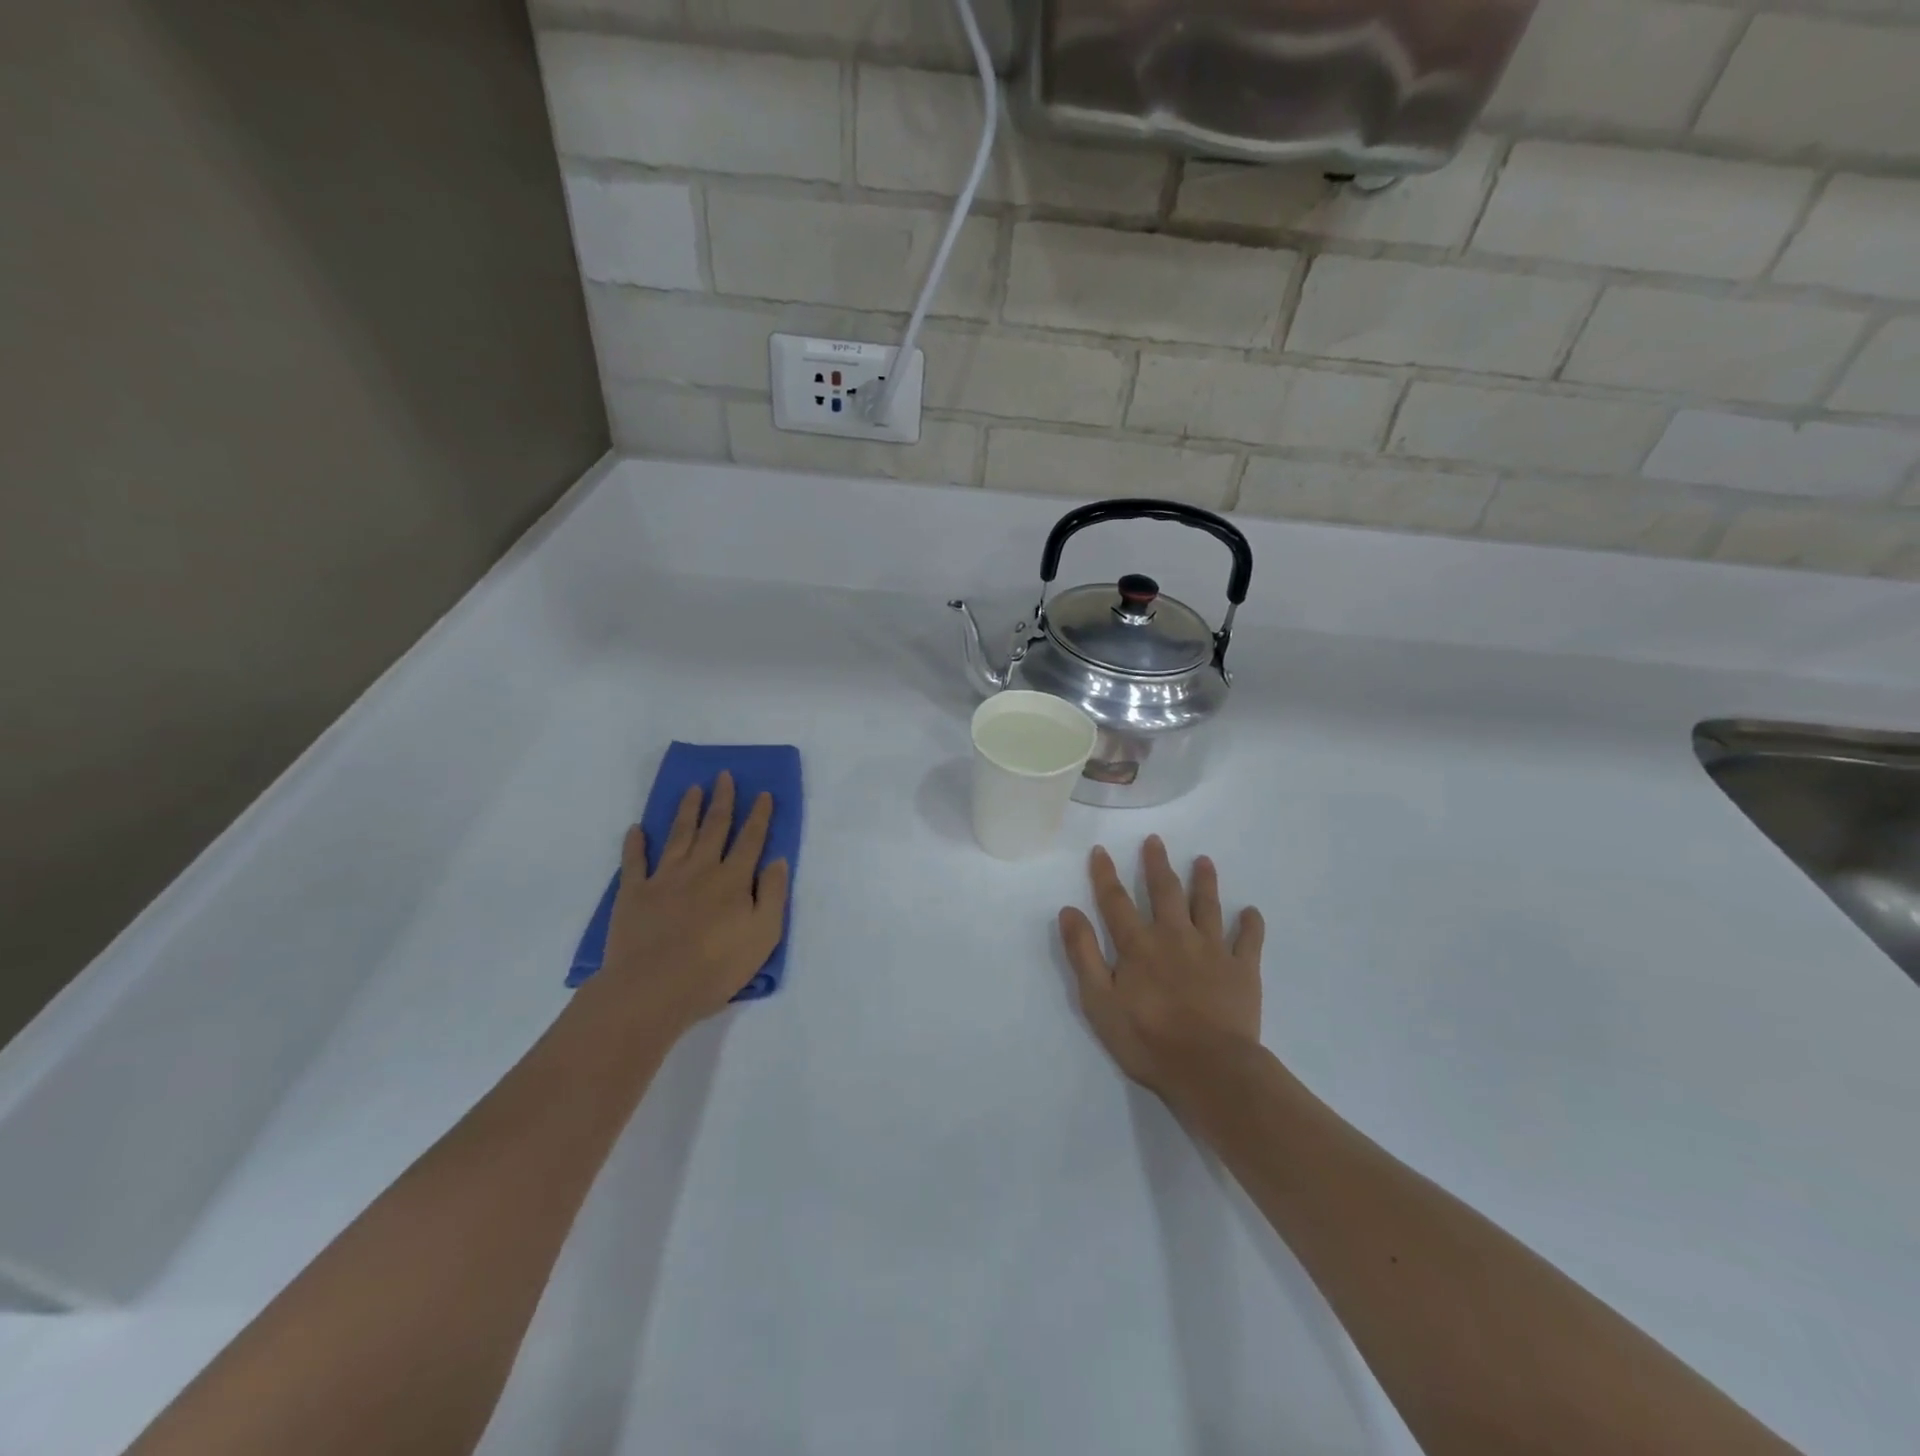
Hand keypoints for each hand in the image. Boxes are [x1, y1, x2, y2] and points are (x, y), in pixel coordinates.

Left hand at [599, 773, 789, 1031]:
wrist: (653, 989)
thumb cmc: (716, 967)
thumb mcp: (764, 935)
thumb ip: (773, 894)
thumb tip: (778, 859)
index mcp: (733, 879)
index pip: (751, 839)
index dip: (759, 815)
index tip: (764, 793)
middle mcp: (700, 869)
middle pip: (714, 827)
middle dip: (722, 800)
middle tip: (724, 776)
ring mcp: (664, 878)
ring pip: (679, 835)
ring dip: (687, 810)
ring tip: (692, 789)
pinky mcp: (633, 893)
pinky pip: (635, 861)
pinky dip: (635, 844)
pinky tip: (637, 829)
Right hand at [1059, 837, 1265, 1099]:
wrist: (1209, 1069)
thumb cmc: (1146, 1039)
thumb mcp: (1098, 1001)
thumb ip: (1083, 954)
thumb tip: (1069, 910)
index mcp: (1138, 944)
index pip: (1116, 901)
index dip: (1105, 874)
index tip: (1101, 850)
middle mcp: (1174, 936)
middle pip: (1164, 892)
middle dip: (1157, 864)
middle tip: (1155, 840)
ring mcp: (1212, 950)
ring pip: (1207, 906)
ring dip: (1204, 881)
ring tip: (1204, 861)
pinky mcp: (1242, 969)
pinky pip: (1248, 940)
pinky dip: (1250, 924)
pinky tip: (1251, 912)